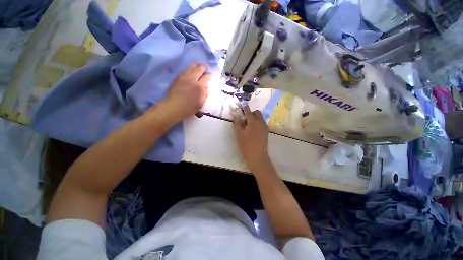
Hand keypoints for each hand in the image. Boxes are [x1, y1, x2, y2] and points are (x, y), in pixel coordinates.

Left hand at [163, 63, 210, 121]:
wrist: (173, 107)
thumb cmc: (188, 108)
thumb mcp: (200, 104)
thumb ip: (204, 95)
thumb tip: (206, 88)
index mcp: (199, 87)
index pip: (206, 77)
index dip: (210, 75)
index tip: (211, 75)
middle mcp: (192, 80)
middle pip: (199, 69)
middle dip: (204, 67)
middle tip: (207, 66)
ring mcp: (184, 77)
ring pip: (191, 67)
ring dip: (196, 65)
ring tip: (199, 64)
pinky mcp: (178, 78)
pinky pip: (185, 70)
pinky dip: (189, 68)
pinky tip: (190, 69)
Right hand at [233, 106, 269, 170]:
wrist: (257, 156)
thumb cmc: (246, 145)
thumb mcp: (239, 134)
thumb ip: (237, 124)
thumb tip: (236, 117)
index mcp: (253, 122)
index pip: (249, 112)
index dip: (245, 108)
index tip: (243, 105)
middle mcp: (261, 122)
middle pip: (257, 113)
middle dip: (251, 113)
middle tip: (245, 119)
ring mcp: (265, 127)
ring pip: (260, 118)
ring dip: (255, 118)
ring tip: (249, 125)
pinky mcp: (266, 132)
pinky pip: (262, 123)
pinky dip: (258, 122)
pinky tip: (253, 130)